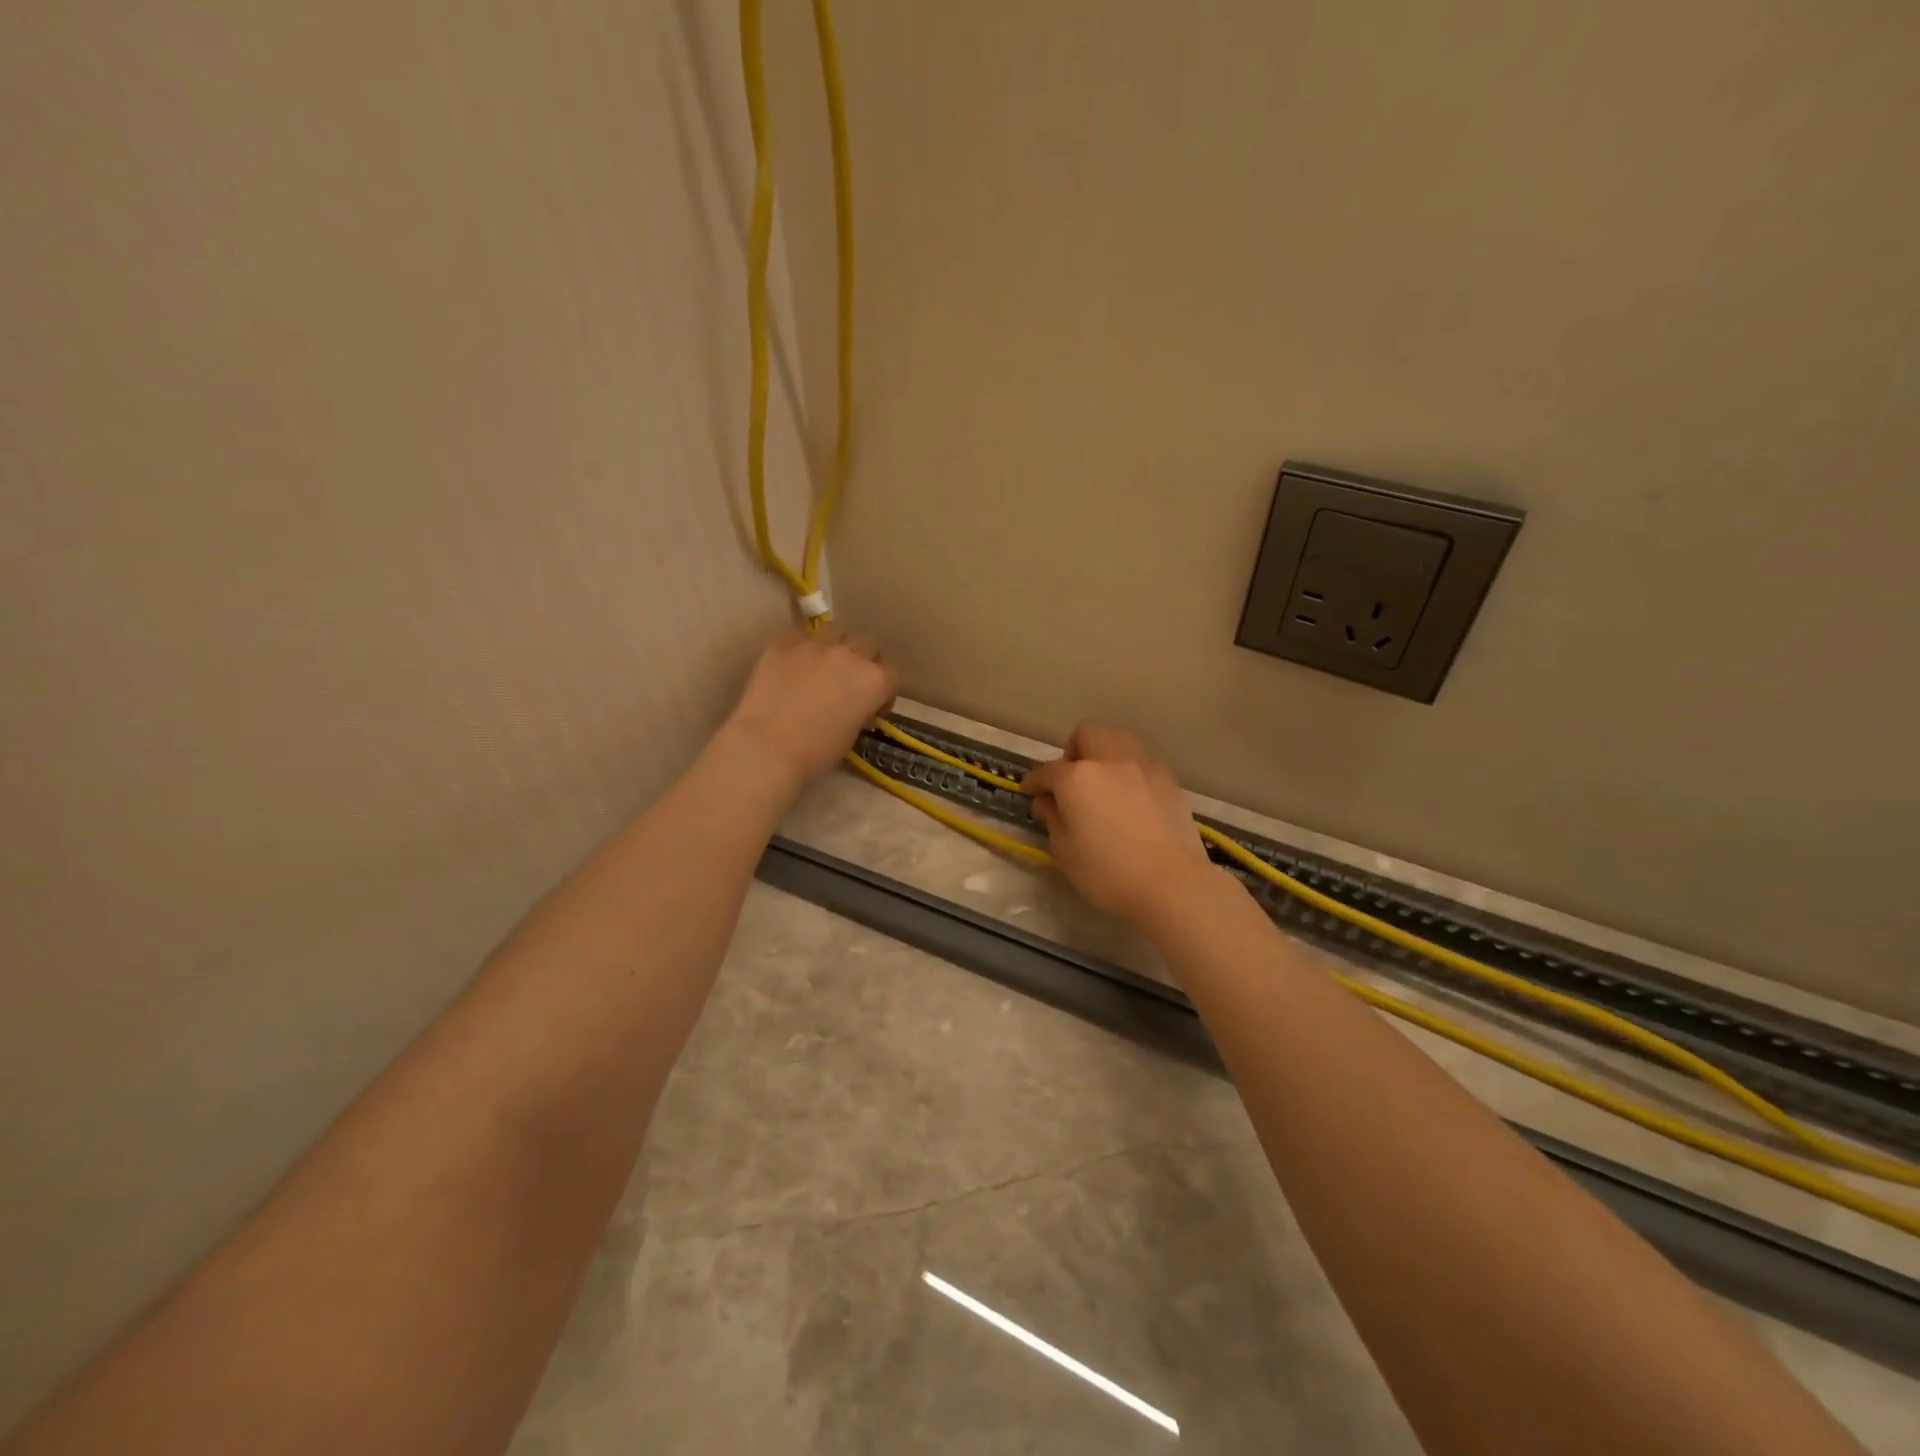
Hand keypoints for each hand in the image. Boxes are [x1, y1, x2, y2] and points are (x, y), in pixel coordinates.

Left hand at [722, 626, 898, 792]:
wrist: (767, 748)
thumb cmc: (816, 753)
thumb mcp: (852, 735)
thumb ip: (860, 710)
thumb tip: (854, 705)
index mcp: (875, 681)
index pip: (891, 674)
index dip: (883, 691)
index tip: (872, 707)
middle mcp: (851, 655)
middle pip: (867, 645)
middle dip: (862, 661)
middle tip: (846, 683)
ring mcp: (816, 645)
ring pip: (834, 632)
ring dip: (832, 646)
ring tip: (818, 665)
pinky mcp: (783, 642)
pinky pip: (795, 634)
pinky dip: (796, 645)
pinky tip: (788, 662)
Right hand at [1022, 722, 1215, 924]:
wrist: (1172, 884)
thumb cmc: (1107, 872)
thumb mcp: (1065, 850)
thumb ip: (1052, 818)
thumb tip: (1047, 801)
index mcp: (1077, 777)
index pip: (1047, 771)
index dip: (1033, 782)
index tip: (1030, 793)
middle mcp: (1110, 761)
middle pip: (1087, 734)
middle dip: (1073, 751)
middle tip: (1071, 780)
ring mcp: (1144, 767)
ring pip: (1119, 739)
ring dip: (1104, 754)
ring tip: (1103, 783)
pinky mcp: (1169, 781)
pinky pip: (1143, 762)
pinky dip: (1130, 772)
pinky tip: (1131, 800)